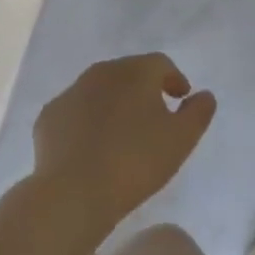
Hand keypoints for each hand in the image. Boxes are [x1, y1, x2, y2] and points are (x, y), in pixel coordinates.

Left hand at [31, 53, 215, 234]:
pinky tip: (92, 147)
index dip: (174, 79)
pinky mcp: (49, 116)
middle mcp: (101, 71)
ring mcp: (71, 92)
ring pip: (99, 91)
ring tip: (122, 134)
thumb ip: (198, 113)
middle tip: (153, 116)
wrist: (74, 191)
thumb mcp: (181, 140)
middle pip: (128, 73)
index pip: (161, 64)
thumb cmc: (135, 161)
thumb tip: (205, 95)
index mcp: (135, 71)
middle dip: (143, 89)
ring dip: (113, 104)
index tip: (181, 99)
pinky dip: (87, 121)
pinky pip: (75, 112)